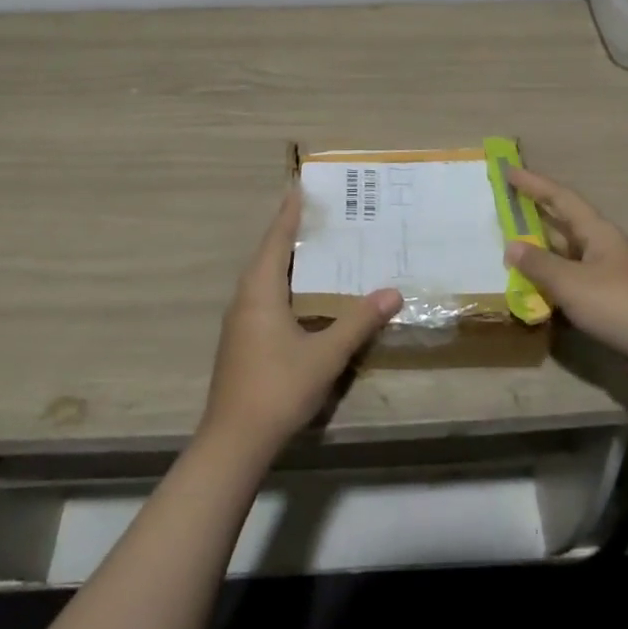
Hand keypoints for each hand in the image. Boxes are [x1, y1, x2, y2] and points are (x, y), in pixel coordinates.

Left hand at [201, 191, 402, 457]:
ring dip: (286, 257)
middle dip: (290, 230)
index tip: (300, 186)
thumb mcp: (325, 354)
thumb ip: (359, 321)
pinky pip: (264, 295)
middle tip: (318, 212)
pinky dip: (283, 281)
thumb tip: (393, 292)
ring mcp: (240, 320)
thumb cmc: (278, 388)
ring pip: (264, 276)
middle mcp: (246, 297)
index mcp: (261, 290)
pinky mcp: (241, 340)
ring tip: (314, 245)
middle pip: (268, 253)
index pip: (277, 239)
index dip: (290, 212)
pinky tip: (303, 293)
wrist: (234, 442)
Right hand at [503, 167, 627, 363]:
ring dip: (538, 253)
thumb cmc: (621, 304)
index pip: (559, 198)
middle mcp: (599, 246)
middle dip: (532, 216)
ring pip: (564, 256)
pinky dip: (550, 283)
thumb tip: (511, 246)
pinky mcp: (607, 300)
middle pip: (561, 225)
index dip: (533, 184)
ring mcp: (605, 274)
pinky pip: (571, 282)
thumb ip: (539, 264)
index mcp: (595, 231)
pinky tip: (531, 291)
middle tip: (502, 209)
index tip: (508, 171)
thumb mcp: (573, 283)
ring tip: (507, 250)